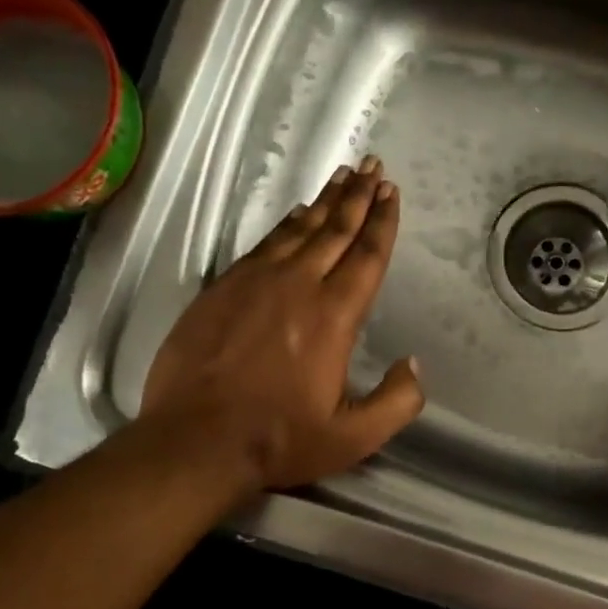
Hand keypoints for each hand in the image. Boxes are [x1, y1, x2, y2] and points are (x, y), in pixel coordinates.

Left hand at [139, 156, 423, 491]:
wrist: (194, 441)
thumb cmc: (279, 439)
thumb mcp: (354, 437)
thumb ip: (397, 401)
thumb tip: (413, 364)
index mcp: (333, 316)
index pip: (366, 256)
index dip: (383, 222)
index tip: (392, 192)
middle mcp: (297, 286)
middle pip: (335, 230)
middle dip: (358, 196)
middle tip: (373, 167)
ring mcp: (255, 283)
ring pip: (299, 230)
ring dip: (325, 202)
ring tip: (342, 178)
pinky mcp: (223, 289)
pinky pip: (263, 245)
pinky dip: (285, 226)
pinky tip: (296, 214)